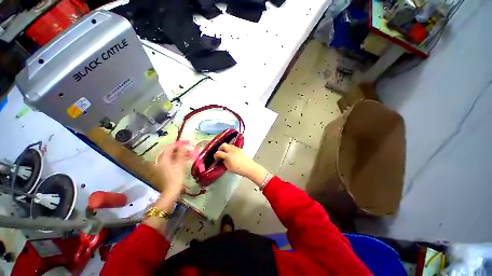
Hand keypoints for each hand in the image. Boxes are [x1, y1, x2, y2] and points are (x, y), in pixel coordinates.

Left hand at [155, 142, 191, 199]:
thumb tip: (183, 145)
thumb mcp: (179, 165)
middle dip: (179, 149)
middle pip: (170, 152)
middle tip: (189, 149)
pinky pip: (171, 161)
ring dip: (179, 154)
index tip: (186, 143)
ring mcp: (161, 166)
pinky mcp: (164, 170)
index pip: (169, 148)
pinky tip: (185, 160)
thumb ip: (181, 154)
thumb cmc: (176, 178)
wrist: (171, 192)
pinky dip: (177, 159)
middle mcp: (160, 161)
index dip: (178, 144)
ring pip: (171, 157)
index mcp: (163, 160)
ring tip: (189, 154)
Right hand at [214, 143, 268, 185]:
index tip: (216, 158)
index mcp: (228, 155)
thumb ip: (225, 162)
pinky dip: (231, 149)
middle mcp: (232, 150)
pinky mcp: (240, 149)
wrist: (249, 167)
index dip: (216, 155)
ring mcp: (237, 149)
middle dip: (220, 148)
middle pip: (223, 145)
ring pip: (229, 145)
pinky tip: (232, 153)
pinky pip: (234, 147)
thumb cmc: (239, 169)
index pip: (218, 153)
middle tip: (220, 153)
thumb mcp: (229, 168)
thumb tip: (223, 159)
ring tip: (226, 153)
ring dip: (226, 148)